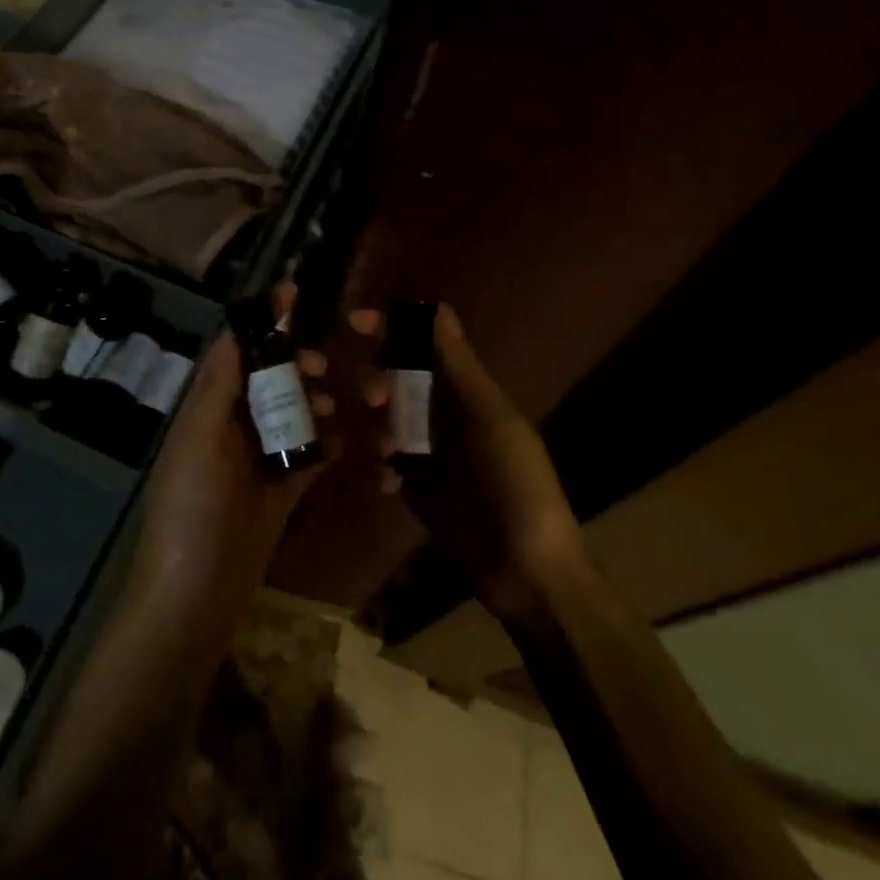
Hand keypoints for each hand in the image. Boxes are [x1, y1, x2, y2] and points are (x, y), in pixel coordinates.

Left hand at [129, 286, 334, 627]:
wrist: (195, 596)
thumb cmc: (191, 508)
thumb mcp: (199, 438)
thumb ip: (219, 385)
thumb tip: (234, 329)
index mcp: (209, 408)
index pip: (238, 351)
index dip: (265, 322)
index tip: (296, 293)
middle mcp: (234, 426)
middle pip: (273, 380)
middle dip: (301, 365)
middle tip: (325, 367)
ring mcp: (261, 459)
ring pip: (298, 415)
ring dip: (323, 404)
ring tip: (345, 406)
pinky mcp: (284, 490)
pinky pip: (314, 456)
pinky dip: (335, 446)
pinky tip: (359, 443)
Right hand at [349, 304, 582, 618]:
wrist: (526, 572)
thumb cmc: (517, 485)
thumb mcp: (492, 421)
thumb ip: (461, 367)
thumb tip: (438, 308)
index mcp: (465, 392)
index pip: (422, 345)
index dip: (390, 328)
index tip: (353, 321)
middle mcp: (442, 414)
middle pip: (393, 380)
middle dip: (374, 383)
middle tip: (373, 399)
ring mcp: (427, 452)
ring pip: (381, 420)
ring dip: (375, 430)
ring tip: (387, 455)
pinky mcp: (415, 486)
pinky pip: (381, 463)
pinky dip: (378, 467)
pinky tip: (388, 483)